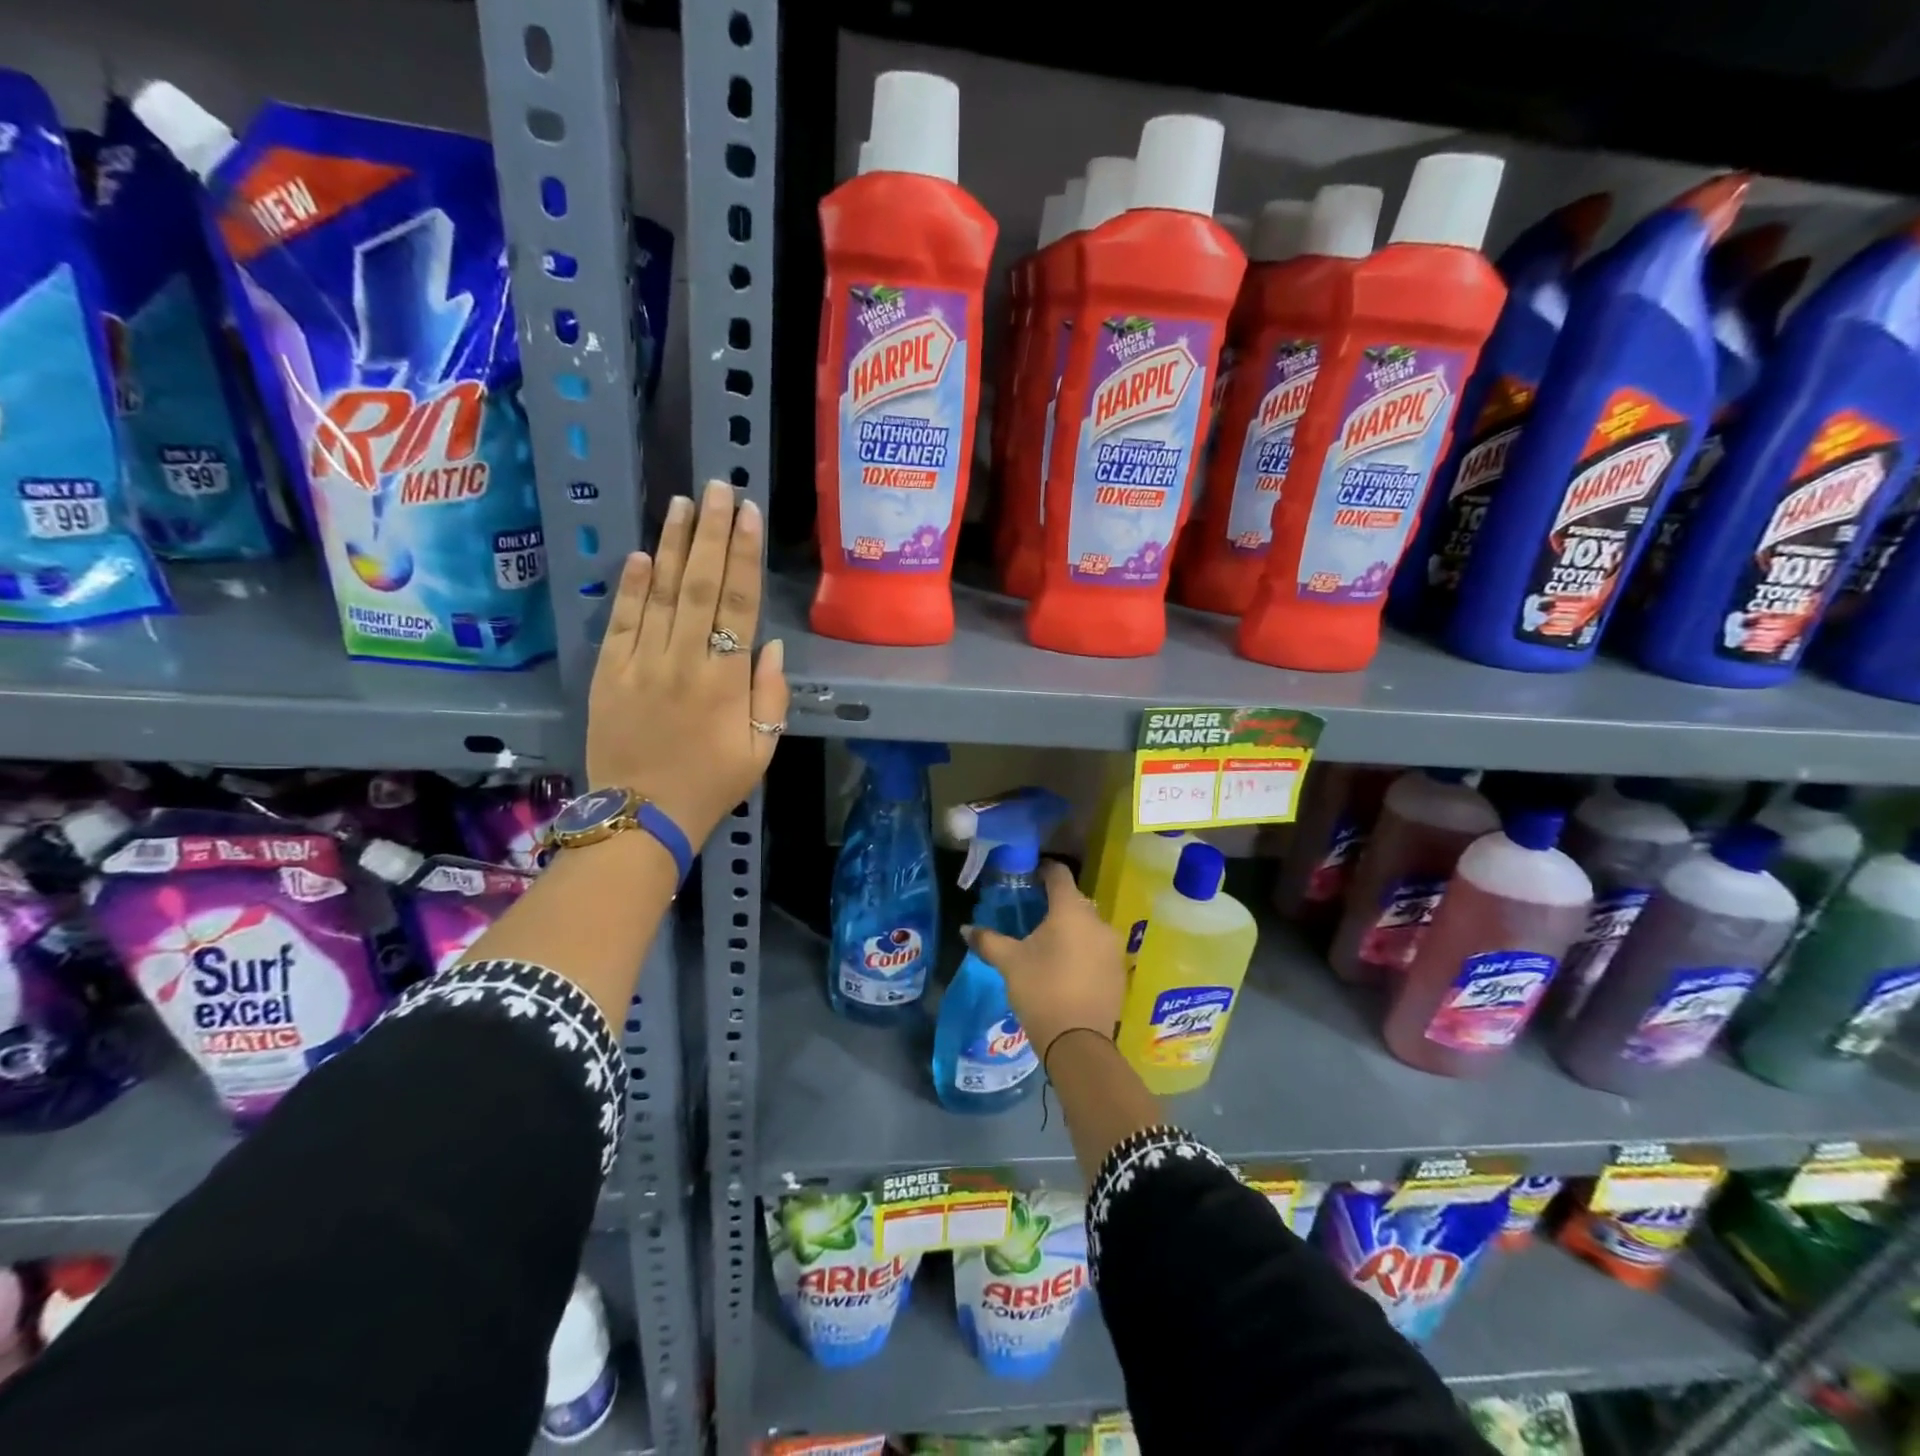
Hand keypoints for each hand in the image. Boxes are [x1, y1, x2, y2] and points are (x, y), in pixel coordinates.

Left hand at [586, 479, 788, 846]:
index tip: (749, 515)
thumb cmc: (711, 786)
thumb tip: (770, 644)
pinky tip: (644, 555)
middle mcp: (684, 661)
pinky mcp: (608, 673)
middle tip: (718, 488)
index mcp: (725, 681)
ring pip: (661, 594)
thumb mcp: (761, 750)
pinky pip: (622, 622)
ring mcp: (641, 664)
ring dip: (674, 546)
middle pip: (701, 586)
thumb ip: (771, 696)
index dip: (745, 556)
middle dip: (712, 534)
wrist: (641, 817)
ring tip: (682, 504)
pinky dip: (632, 587)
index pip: (739, 604)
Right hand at [962, 861, 1125, 1060]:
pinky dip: (1084, 951)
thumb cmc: (1041, 990)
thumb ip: (988, 940)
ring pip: (1089, 926)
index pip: (1059, 874)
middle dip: (1055, 904)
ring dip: (1071, 930)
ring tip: (1049, 945)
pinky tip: (1067, 969)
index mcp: (1071, 910)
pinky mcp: (1119, 971)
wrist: (1078, 1042)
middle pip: (1075, 901)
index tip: (1029, 877)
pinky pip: (1098, 950)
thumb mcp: (1009, 963)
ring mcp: (1113, 947)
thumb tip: (965, 929)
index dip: (1044, 870)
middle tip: (1033, 916)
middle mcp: (1098, 921)